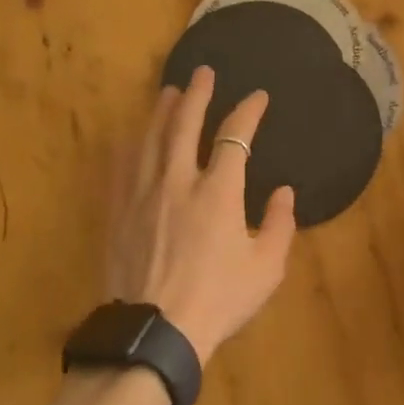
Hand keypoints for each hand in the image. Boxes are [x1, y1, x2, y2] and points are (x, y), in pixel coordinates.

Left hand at [105, 66, 297, 364]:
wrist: (155, 332)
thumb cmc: (218, 300)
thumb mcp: (266, 268)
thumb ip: (280, 225)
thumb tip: (285, 191)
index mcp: (219, 192)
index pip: (234, 136)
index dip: (247, 111)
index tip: (257, 96)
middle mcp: (178, 181)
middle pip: (184, 124)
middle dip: (197, 95)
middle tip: (203, 73)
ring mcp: (143, 194)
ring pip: (150, 139)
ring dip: (161, 112)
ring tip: (169, 92)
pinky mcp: (118, 212)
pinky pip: (122, 167)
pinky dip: (130, 145)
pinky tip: (131, 136)